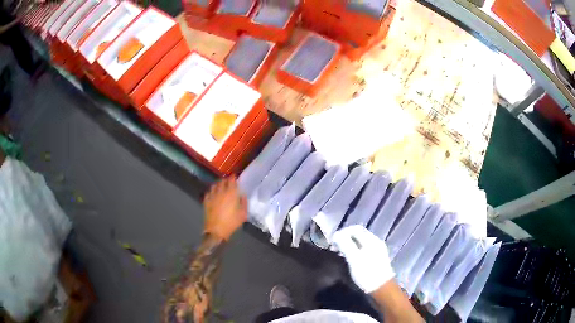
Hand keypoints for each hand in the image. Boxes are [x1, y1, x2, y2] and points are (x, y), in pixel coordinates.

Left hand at [204, 176, 246, 240]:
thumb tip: (243, 195)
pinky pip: (208, 192)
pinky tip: (213, 194)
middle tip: (229, 182)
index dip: (233, 177)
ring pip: (214, 185)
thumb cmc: (231, 222)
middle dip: (226, 180)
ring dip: (218, 184)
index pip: (231, 180)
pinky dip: (211, 191)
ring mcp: (212, 196)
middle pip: (222, 181)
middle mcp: (220, 192)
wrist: (216, 230)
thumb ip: (244, 202)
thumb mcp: (243, 214)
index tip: (235, 177)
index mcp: (231, 194)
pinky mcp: (206, 201)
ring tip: (220, 187)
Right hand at [333, 225, 394, 293]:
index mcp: (371, 240)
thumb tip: (336, 235)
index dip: (342, 232)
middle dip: (345, 239)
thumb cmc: (367, 273)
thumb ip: (345, 244)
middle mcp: (376, 242)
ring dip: (349, 245)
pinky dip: (355, 251)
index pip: (354, 228)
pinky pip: (364, 249)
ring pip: (360, 242)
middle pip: (358, 234)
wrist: (382, 288)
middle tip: (335, 248)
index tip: (332, 242)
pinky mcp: (377, 258)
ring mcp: (378, 250)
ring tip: (340, 254)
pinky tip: (350, 259)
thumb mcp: (354, 258)